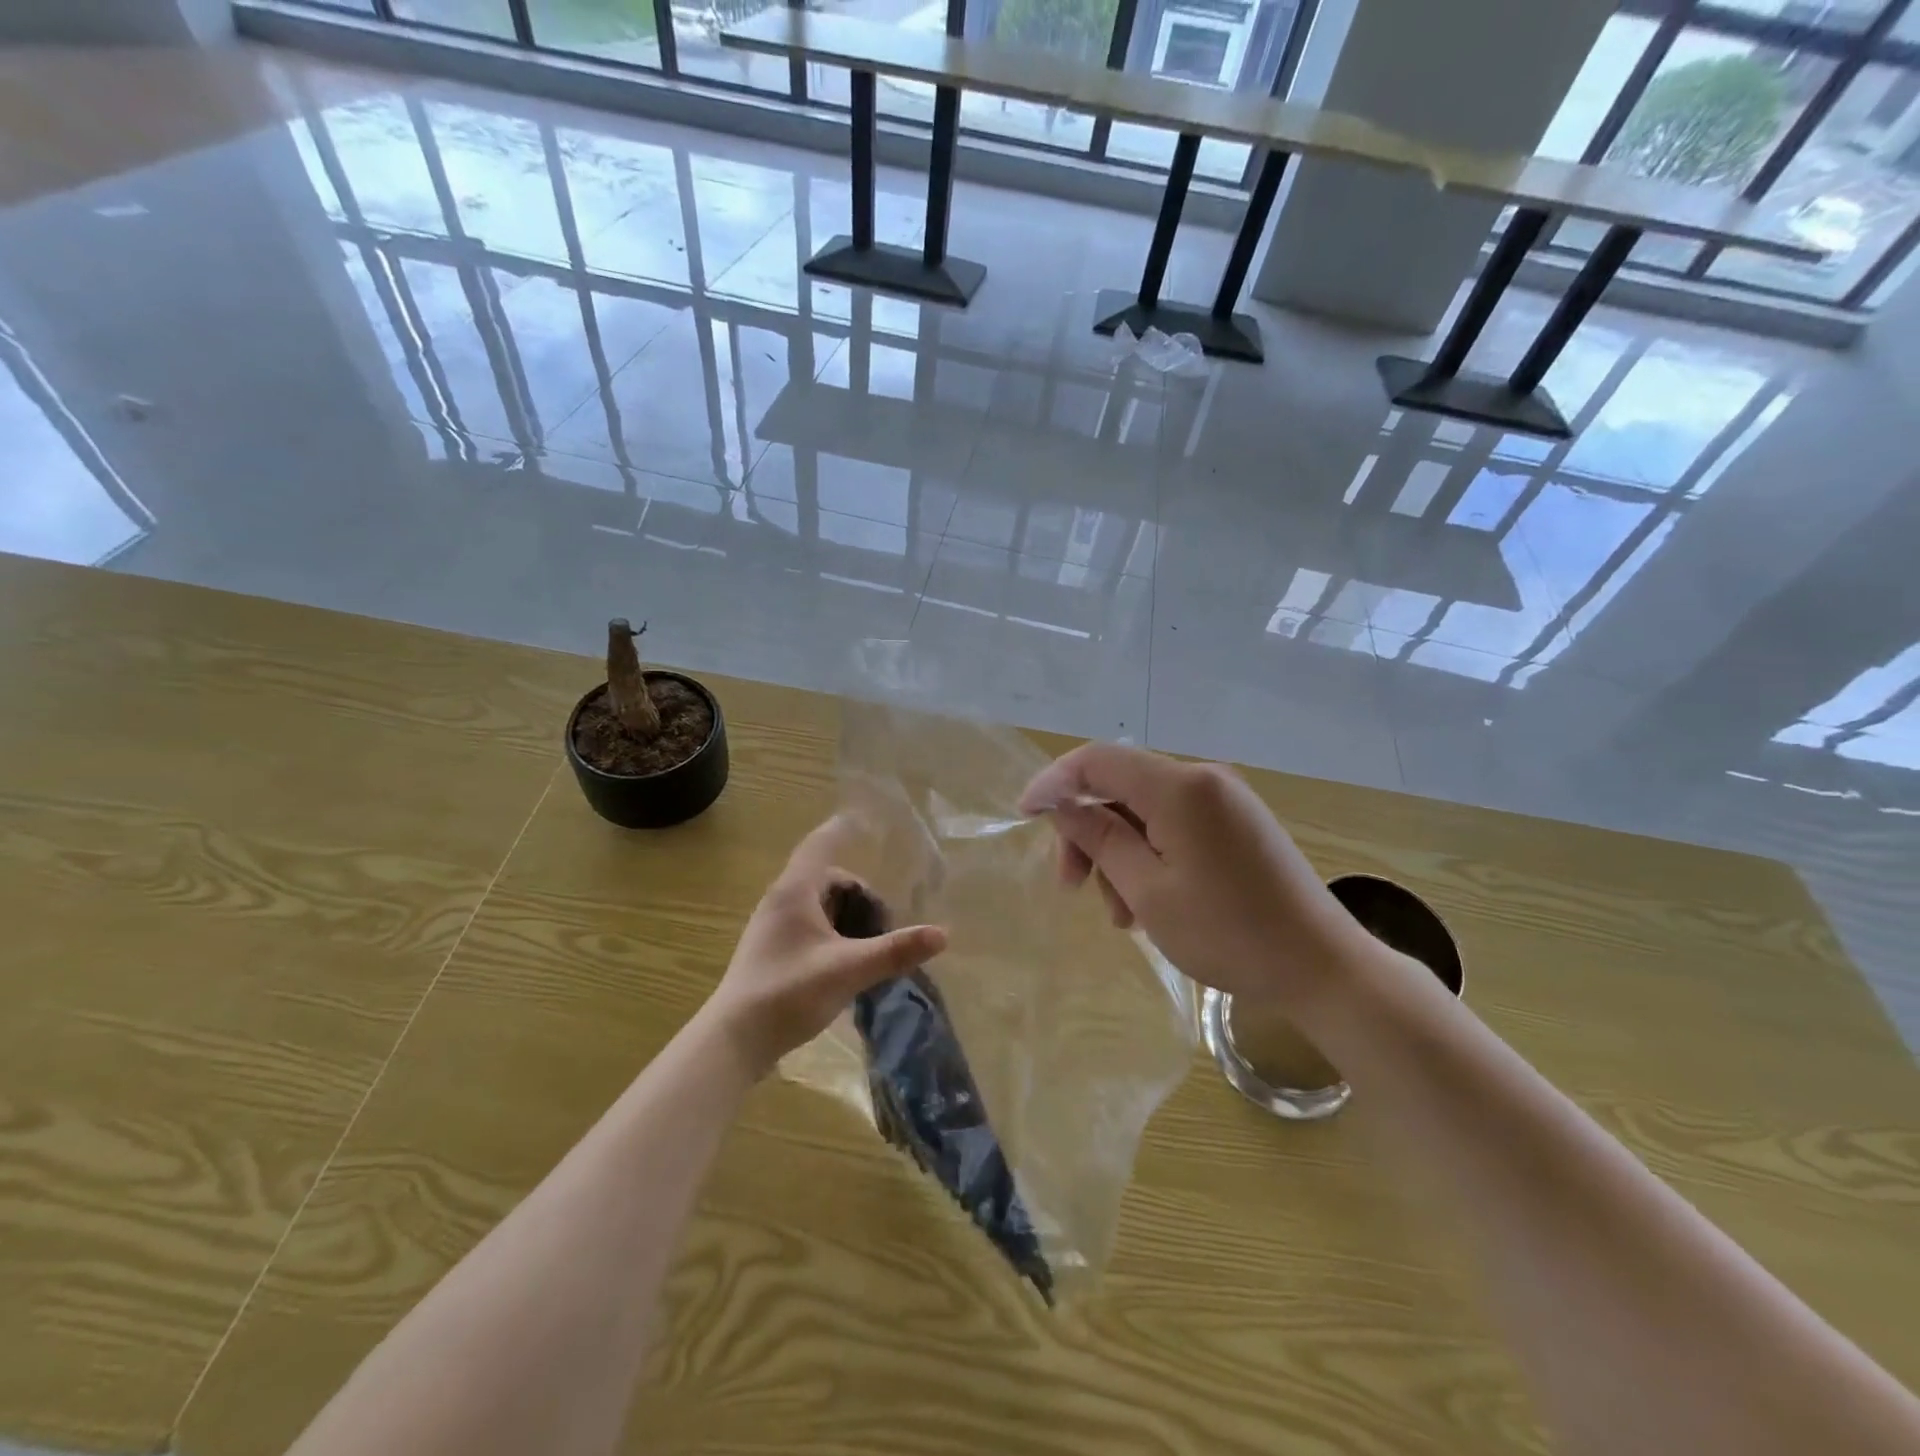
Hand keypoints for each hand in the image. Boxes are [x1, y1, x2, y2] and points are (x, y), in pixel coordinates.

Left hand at [703, 816, 947, 1078]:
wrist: (734, 1041)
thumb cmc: (788, 993)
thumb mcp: (848, 970)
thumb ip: (895, 951)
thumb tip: (942, 934)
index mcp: (795, 891)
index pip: (820, 844)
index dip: (843, 829)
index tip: (865, 818)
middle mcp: (781, 901)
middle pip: (829, 880)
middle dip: (861, 897)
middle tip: (886, 927)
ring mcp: (773, 927)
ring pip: (821, 906)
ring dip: (849, 919)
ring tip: (871, 950)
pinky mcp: (772, 951)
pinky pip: (811, 927)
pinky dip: (835, 935)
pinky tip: (848, 966)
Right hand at [1019, 744, 1371, 1007]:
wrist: (1322, 967)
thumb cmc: (1227, 932)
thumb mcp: (1147, 890)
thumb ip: (1099, 839)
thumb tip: (1062, 806)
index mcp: (1180, 786)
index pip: (1098, 760)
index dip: (1055, 782)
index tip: (1024, 816)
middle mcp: (1204, 779)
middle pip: (1120, 787)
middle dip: (1089, 833)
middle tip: (1072, 886)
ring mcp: (1225, 800)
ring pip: (1145, 811)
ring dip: (1119, 854)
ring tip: (1123, 916)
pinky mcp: (1238, 824)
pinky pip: (1175, 825)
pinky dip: (1149, 855)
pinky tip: (1149, 903)